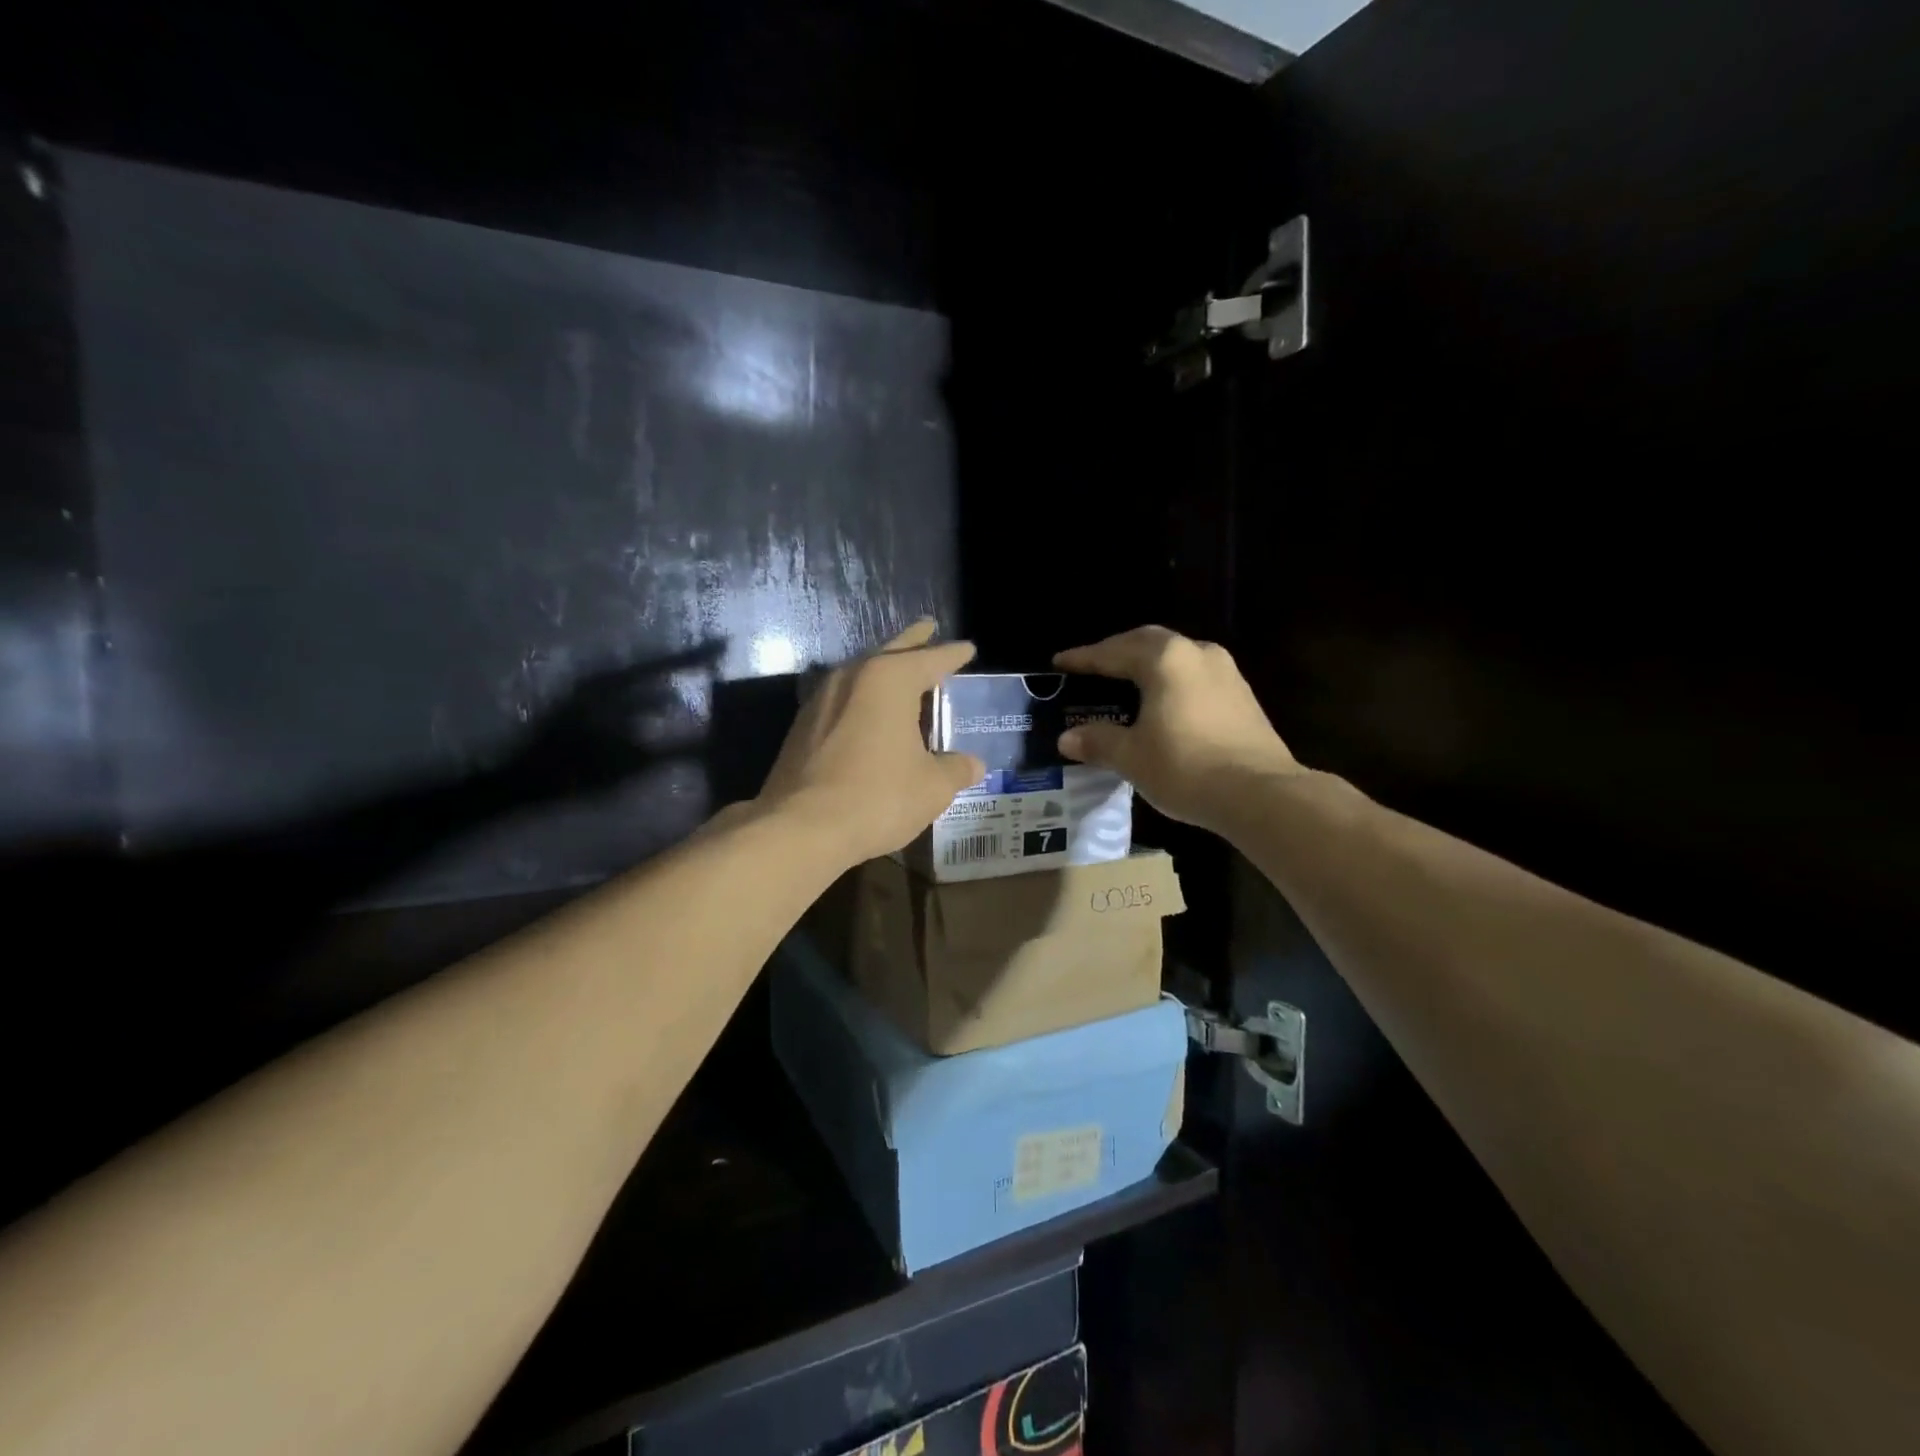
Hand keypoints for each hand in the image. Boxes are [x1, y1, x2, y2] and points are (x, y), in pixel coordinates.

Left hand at [757, 619, 983, 865]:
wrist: (801, 827)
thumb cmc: (877, 797)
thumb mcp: (932, 786)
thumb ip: (956, 769)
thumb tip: (973, 765)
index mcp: (889, 679)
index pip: (931, 659)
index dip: (953, 655)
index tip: (968, 648)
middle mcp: (852, 677)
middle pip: (890, 652)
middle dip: (913, 641)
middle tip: (928, 627)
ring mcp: (821, 699)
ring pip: (861, 673)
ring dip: (883, 668)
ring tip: (900, 669)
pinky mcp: (802, 726)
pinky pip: (843, 698)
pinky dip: (863, 697)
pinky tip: (868, 711)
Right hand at [1054, 626, 1300, 832]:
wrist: (1261, 794)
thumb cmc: (1186, 767)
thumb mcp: (1132, 757)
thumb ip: (1098, 741)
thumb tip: (1067, 738)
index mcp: (1164, 660)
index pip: (1113, 652)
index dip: (1084, 658)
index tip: (1060, 662)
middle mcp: (1196, 653)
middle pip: (1147, 642)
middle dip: (1117, 652)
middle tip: (1092, 666)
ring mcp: (1225, 672)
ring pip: (1175, 656)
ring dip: (1147, 664)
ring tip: (1125, 680)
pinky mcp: (1241, 696)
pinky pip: (1194, 675)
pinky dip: (1170, 680)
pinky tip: (1162, 702)